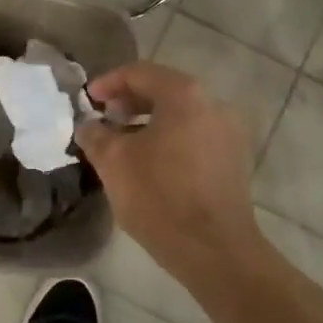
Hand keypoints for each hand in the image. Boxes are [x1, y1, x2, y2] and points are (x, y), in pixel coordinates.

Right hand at [75, 62, 263, 274]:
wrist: (213, 248)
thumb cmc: (159, 196)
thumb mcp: (113, 162)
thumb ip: (95, 134)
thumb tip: (89, 125)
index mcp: (185, 95)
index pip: (140, 73)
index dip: (109, 83)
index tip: (88, 100)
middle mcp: (213, 104)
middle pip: (164, 91)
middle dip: (129, 102)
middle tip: (104, 119)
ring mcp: (229, 133)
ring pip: (181, 115)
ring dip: (149, 123)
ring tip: (123, 144)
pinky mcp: (234, 161)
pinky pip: (195, 137)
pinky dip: (170, 139)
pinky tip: (150, 163)